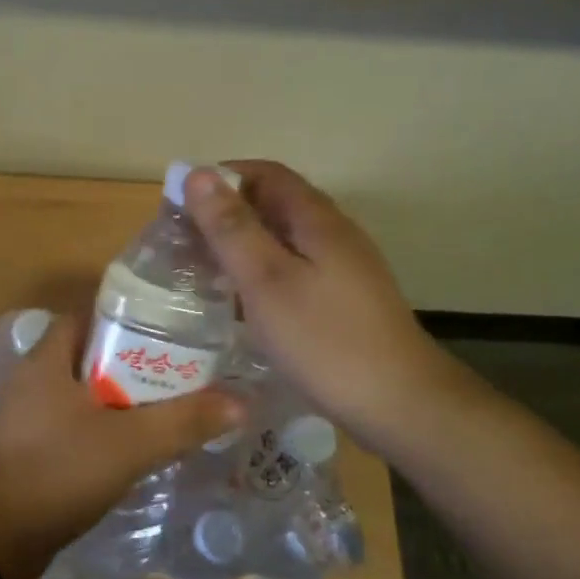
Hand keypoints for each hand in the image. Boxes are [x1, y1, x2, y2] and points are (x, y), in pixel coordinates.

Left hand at [0, 312, 242, 578]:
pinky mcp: (30, 449)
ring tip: (165, 408)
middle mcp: (33, 380)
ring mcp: (27, 416)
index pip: (87, 317)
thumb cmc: (60, 470)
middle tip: (177, 373)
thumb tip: (241, 402)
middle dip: (131, 362)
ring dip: (119, 399)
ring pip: (83, 394)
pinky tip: (134, 446)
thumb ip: (184, 421)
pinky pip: (73, 425)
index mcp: (47, 360)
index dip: (125, 318)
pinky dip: (103, 428)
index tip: (166, 330)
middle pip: (89, 356)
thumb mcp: (130, 443)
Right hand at [183, 161, 471, 451]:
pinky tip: (239, 304)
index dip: (221, 177)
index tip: (179, 201)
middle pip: (274, 205)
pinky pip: (291, 272)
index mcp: (317, 219)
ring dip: (240, 246)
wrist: (400, 405)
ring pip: (282, 241)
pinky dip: (259, 275)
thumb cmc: (324, 339)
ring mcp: (342, 270)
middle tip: (181, 241)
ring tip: (200, 270)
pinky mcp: (341, 302)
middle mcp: (333, 235)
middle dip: (225, 213)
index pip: (265, 174)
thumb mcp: (266, 280)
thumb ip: (231, 228)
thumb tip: (198, 174)